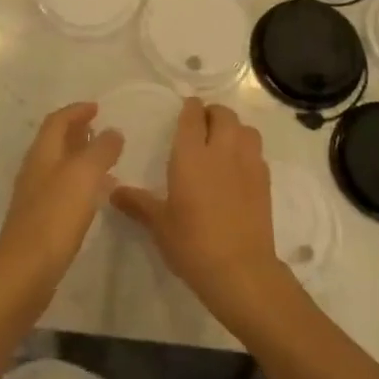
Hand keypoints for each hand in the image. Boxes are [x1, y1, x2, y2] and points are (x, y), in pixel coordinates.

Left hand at [0, 103, 122, 323]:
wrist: (24, 271)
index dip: (76, 111)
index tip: (97, 107)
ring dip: (81, 158)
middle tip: (102, 129)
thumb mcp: (84, 175)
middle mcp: (35, 170)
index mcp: (42, 153)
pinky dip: (80, 183)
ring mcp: (35, 196)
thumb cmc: (54, 216)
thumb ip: (100, 150)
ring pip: (60, 166)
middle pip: (55, 142)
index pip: (57, 121)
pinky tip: (96, 197)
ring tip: (106, 161)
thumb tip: (112, 131)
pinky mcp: (41, 221)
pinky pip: (63, 190)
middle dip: (78, 132)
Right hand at [112, 99, 294, 330]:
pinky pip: (257, 151)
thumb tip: (112, 191)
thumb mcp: (159, 224)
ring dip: (233, 128)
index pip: (192, 115)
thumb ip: (137, 203)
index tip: (184, 110)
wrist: (240, 271)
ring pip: (245, 128)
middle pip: (223, 114)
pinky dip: (247, 149)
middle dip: (212, 113)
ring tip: (221, 142)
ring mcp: (248, 164)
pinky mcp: (265, 181)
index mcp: (191, 155)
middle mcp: (222, 150)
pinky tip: (237, 168)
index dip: (189, 108)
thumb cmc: (192, 243)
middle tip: (201, 126)